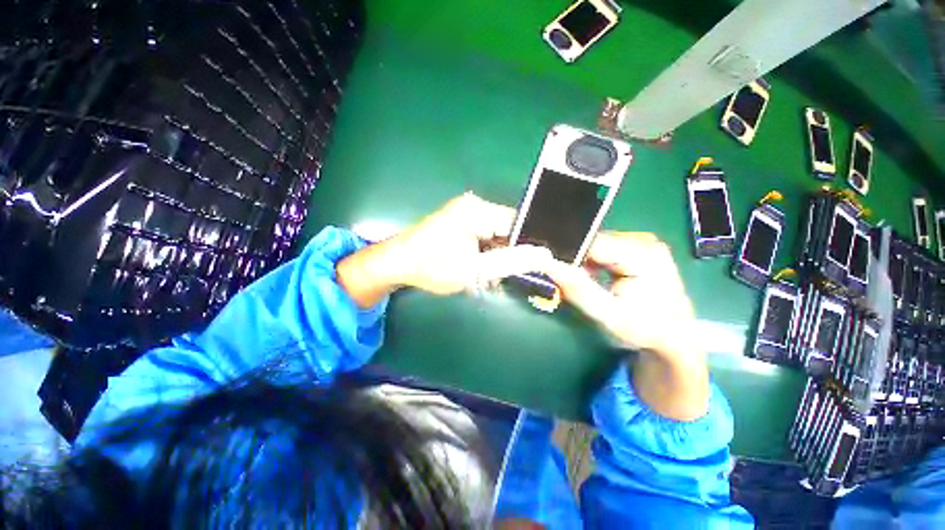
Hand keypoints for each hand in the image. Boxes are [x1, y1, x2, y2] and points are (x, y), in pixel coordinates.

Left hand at [338, 193, 550, 305]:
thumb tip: (545, 255)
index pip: (518, 223)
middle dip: (508, 256)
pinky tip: (478, 271)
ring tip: (487, 277)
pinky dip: (485, 257)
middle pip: (507, 231)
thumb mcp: (474, 268)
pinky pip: (484, 240)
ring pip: (496, 238)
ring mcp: (467, 216)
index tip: (532, 267)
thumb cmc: (432, 266)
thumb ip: (510, 262)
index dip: (527, 245)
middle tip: (503, 277)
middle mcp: (475, 208)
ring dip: (495, 259)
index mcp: (478, 210)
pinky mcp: (461, 226)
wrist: (396, 265)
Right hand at [541, 232, 709, 420]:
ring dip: (581, 262)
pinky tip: (589, 276)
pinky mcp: (637, 248)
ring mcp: (641, 242)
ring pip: (594, 245)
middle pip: (592, 242)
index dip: (566, 255)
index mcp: (643, 254)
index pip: (591, 244)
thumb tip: (547, 264)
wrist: (675, 337)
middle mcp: (643, 241)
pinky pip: (602, 249)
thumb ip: (579, 290)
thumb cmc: (646, 330)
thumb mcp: (609, 315)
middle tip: (562, 280)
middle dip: (573, 260)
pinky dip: (590, 262)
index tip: (548, 270)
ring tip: (576, 281)